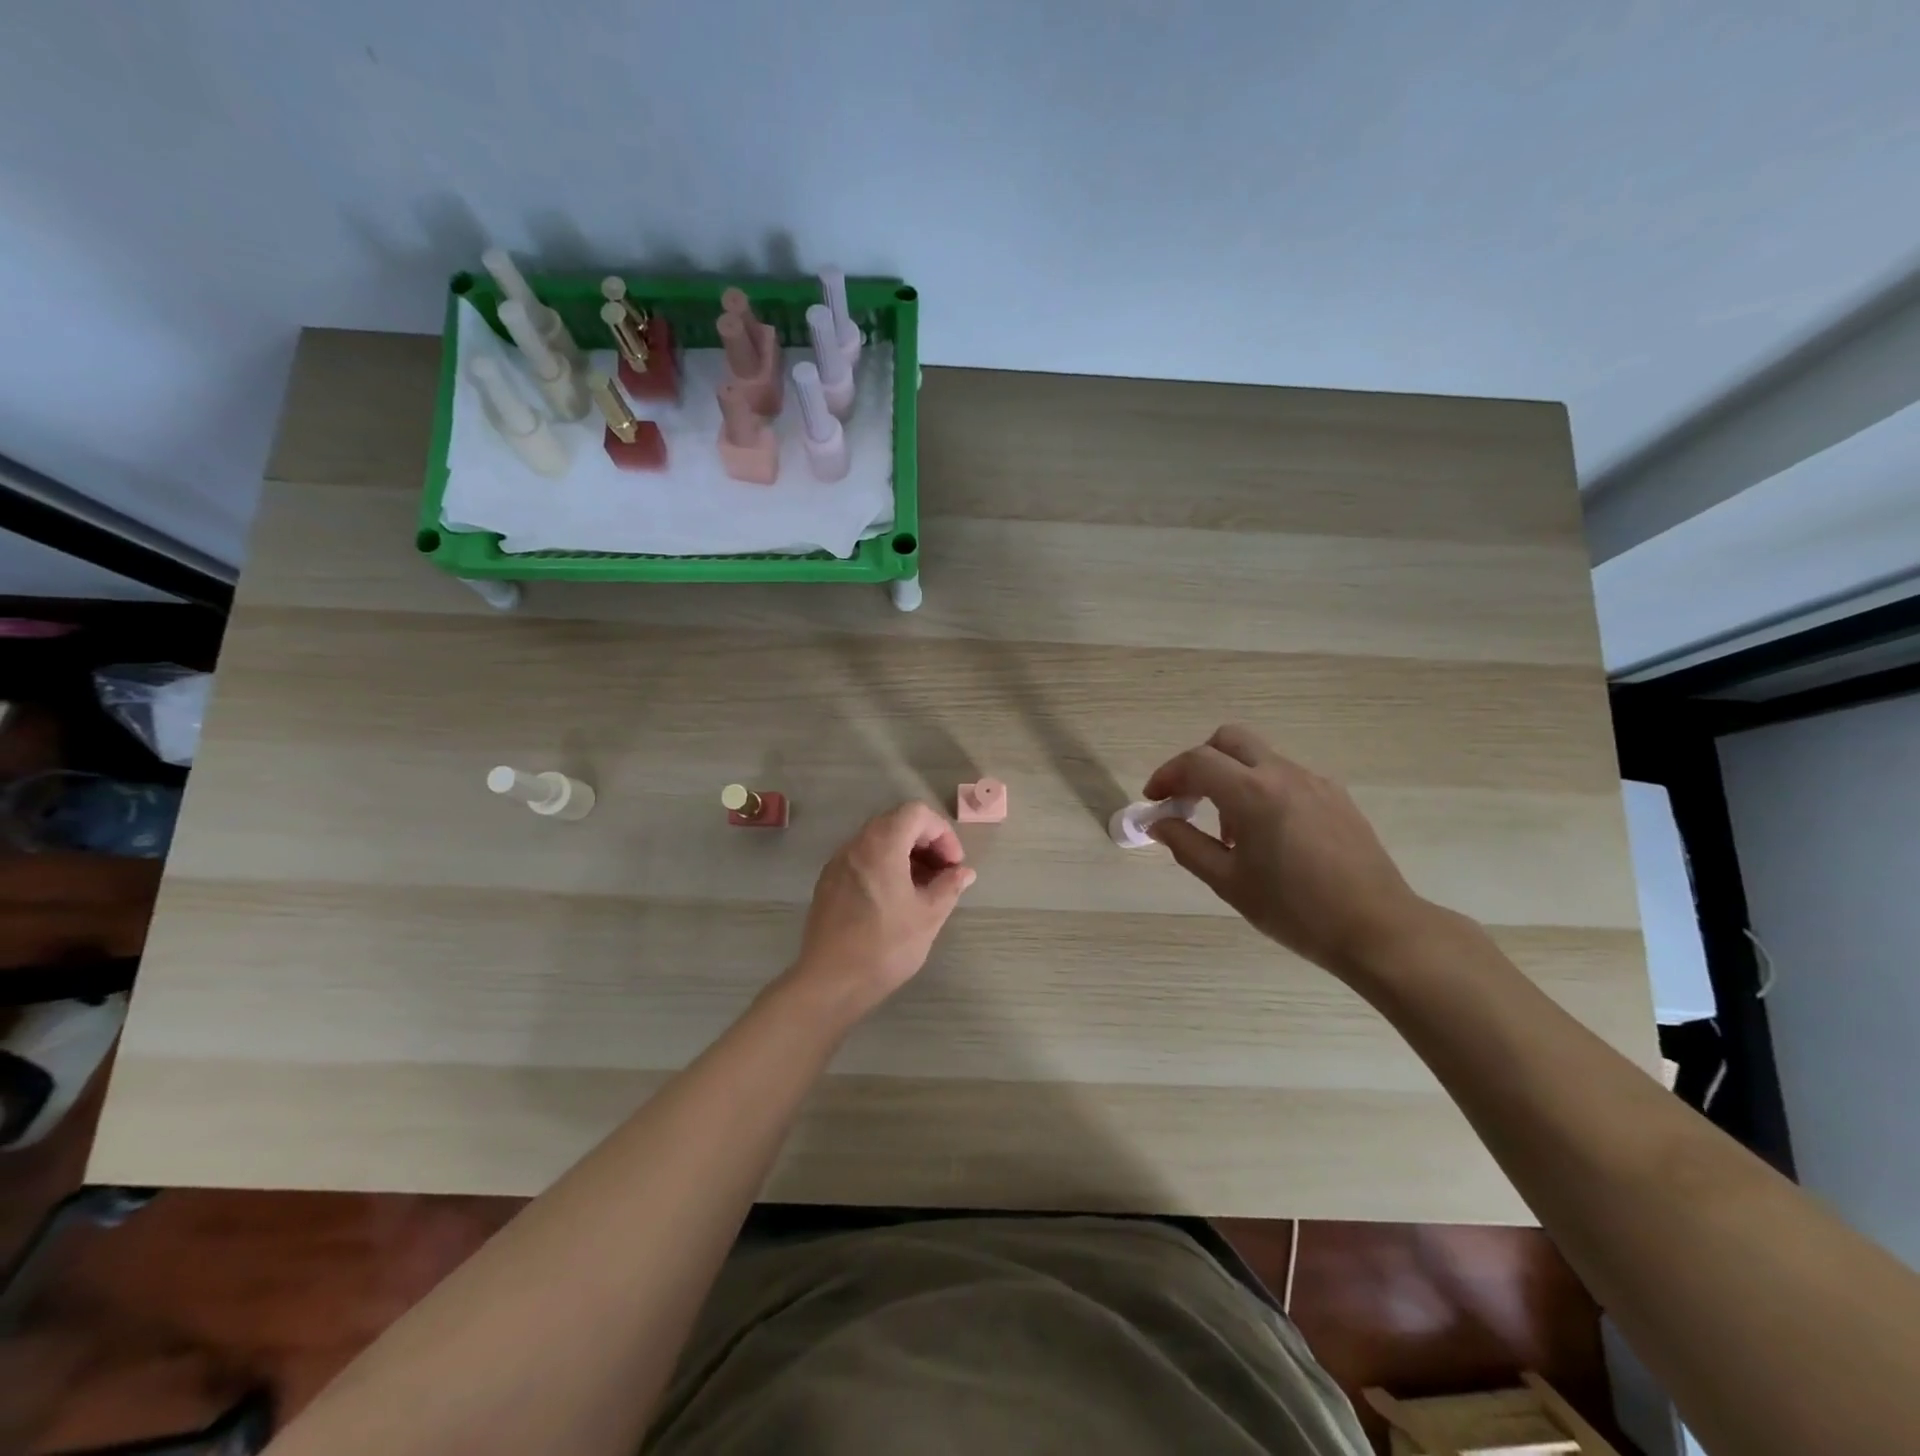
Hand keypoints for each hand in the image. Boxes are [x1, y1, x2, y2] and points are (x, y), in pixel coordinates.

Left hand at [789, 801, 975, 1014]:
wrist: (830, 983)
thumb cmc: (885, 947)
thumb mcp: (928, 916)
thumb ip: (949, 886)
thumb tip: (964, 872)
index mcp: (881, 845)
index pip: (916, 813)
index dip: (942, 833)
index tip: (954, 865)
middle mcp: (855, 845)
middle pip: (896, 823)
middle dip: (926, 842)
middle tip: (943, 875)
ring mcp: (838, 863)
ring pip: (878, 841)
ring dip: (906, 855)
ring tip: (923, 889)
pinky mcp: (828, 883)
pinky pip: (862, 859)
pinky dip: (885, 866)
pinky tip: (895, 900)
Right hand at [1144, 725, 1427, 978]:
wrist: (1377, 929)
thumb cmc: (1295, 911)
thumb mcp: (1228, 882)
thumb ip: (1186, 845)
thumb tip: (1158, 823)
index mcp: (1253, 793)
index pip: (1197, 762)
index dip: (1167, 775)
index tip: (1154, 801)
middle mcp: (1283, 774)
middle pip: (1228, 740)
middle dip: (1199, 762)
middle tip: (1186, 800)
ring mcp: (1314, 782)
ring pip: (1258, 757)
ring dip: (1231, 777)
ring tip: (1228, 831)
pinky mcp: (1335, 796)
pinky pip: (1285, 776)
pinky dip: (1261, 789)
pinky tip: (1266, 835)